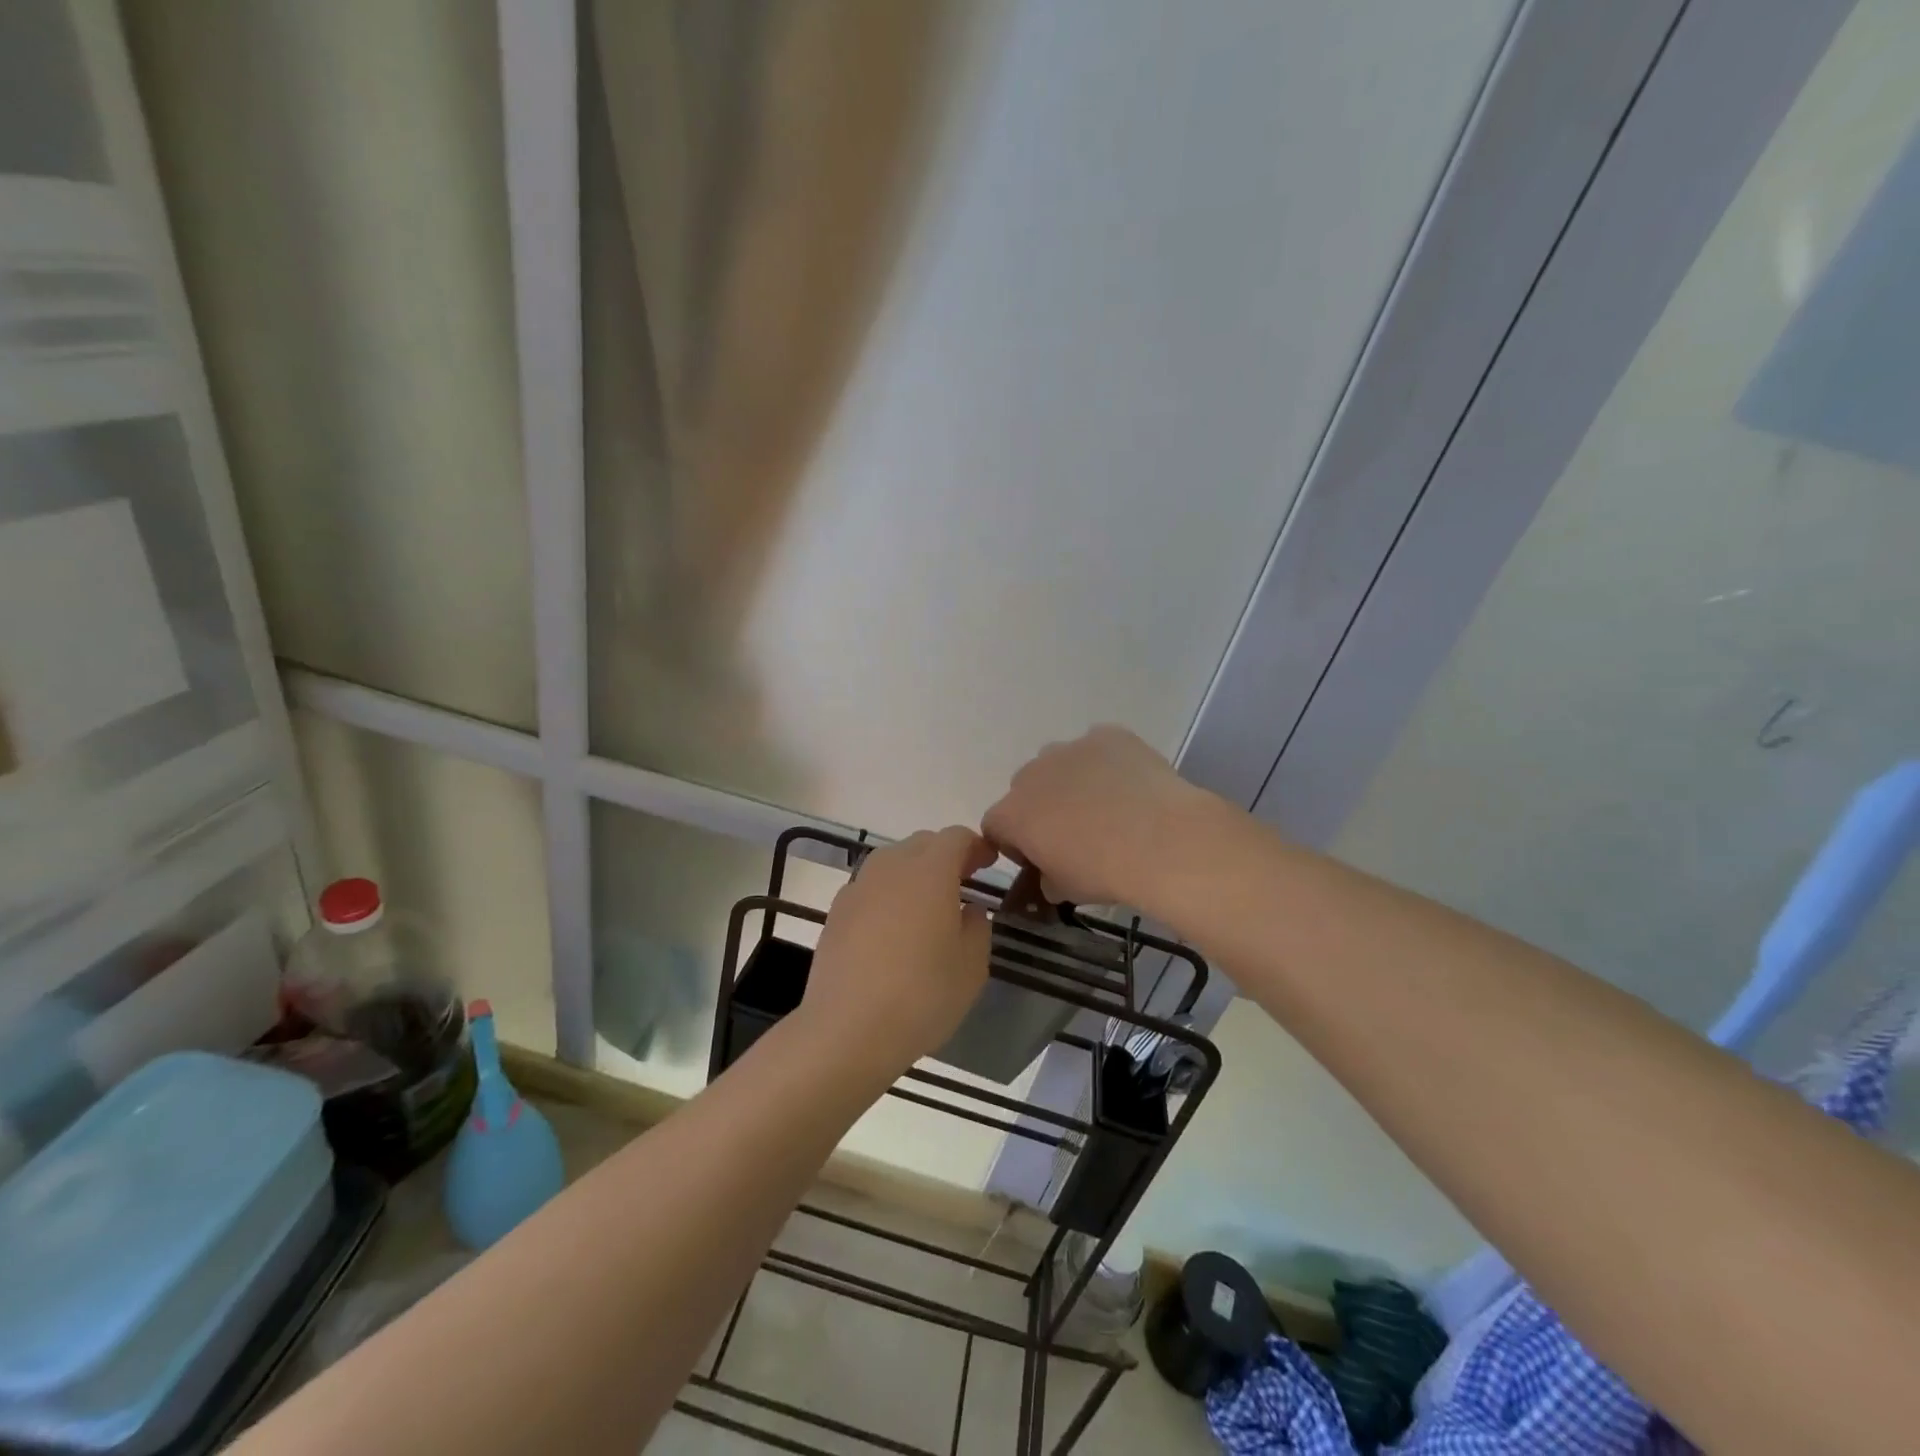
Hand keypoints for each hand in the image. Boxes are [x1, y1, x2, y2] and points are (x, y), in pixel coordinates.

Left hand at [800, 827, 995, 1076]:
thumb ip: (978, 927)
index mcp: (930, 871)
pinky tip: (894, 928)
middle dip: (946, 855)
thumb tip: (969, 909)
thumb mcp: (972, 967)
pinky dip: (889, 893)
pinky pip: (871, 887)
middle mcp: (891, 867)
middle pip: (922, 843)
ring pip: (892, 862)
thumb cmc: (921, 995)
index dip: (976, 846)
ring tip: (928, 905)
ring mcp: (858, 887)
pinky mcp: (836, 911)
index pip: (956, 837)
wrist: (846, 1030)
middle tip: (963, 881)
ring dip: (914, 871)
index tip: (990, 863)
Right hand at [982, 726, 1211, 911]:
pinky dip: (1108, 764)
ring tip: (1109, 806)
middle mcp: (1031, 774)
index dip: (1015, 843)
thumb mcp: (1066, 890)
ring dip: (1072, 781)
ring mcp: (1069, 748)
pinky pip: (1098, 748)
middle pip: (1026, 790)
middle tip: (1076, 833)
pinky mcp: (1107, 735)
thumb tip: (1050, 875)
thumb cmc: (1104, 872)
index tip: (1040, 857)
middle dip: (1042, 808)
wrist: (1161, 839)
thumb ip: (1047, 879)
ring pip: (1060, 764)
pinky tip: (1132, 786)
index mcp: (1012, 814)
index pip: (996, 826)